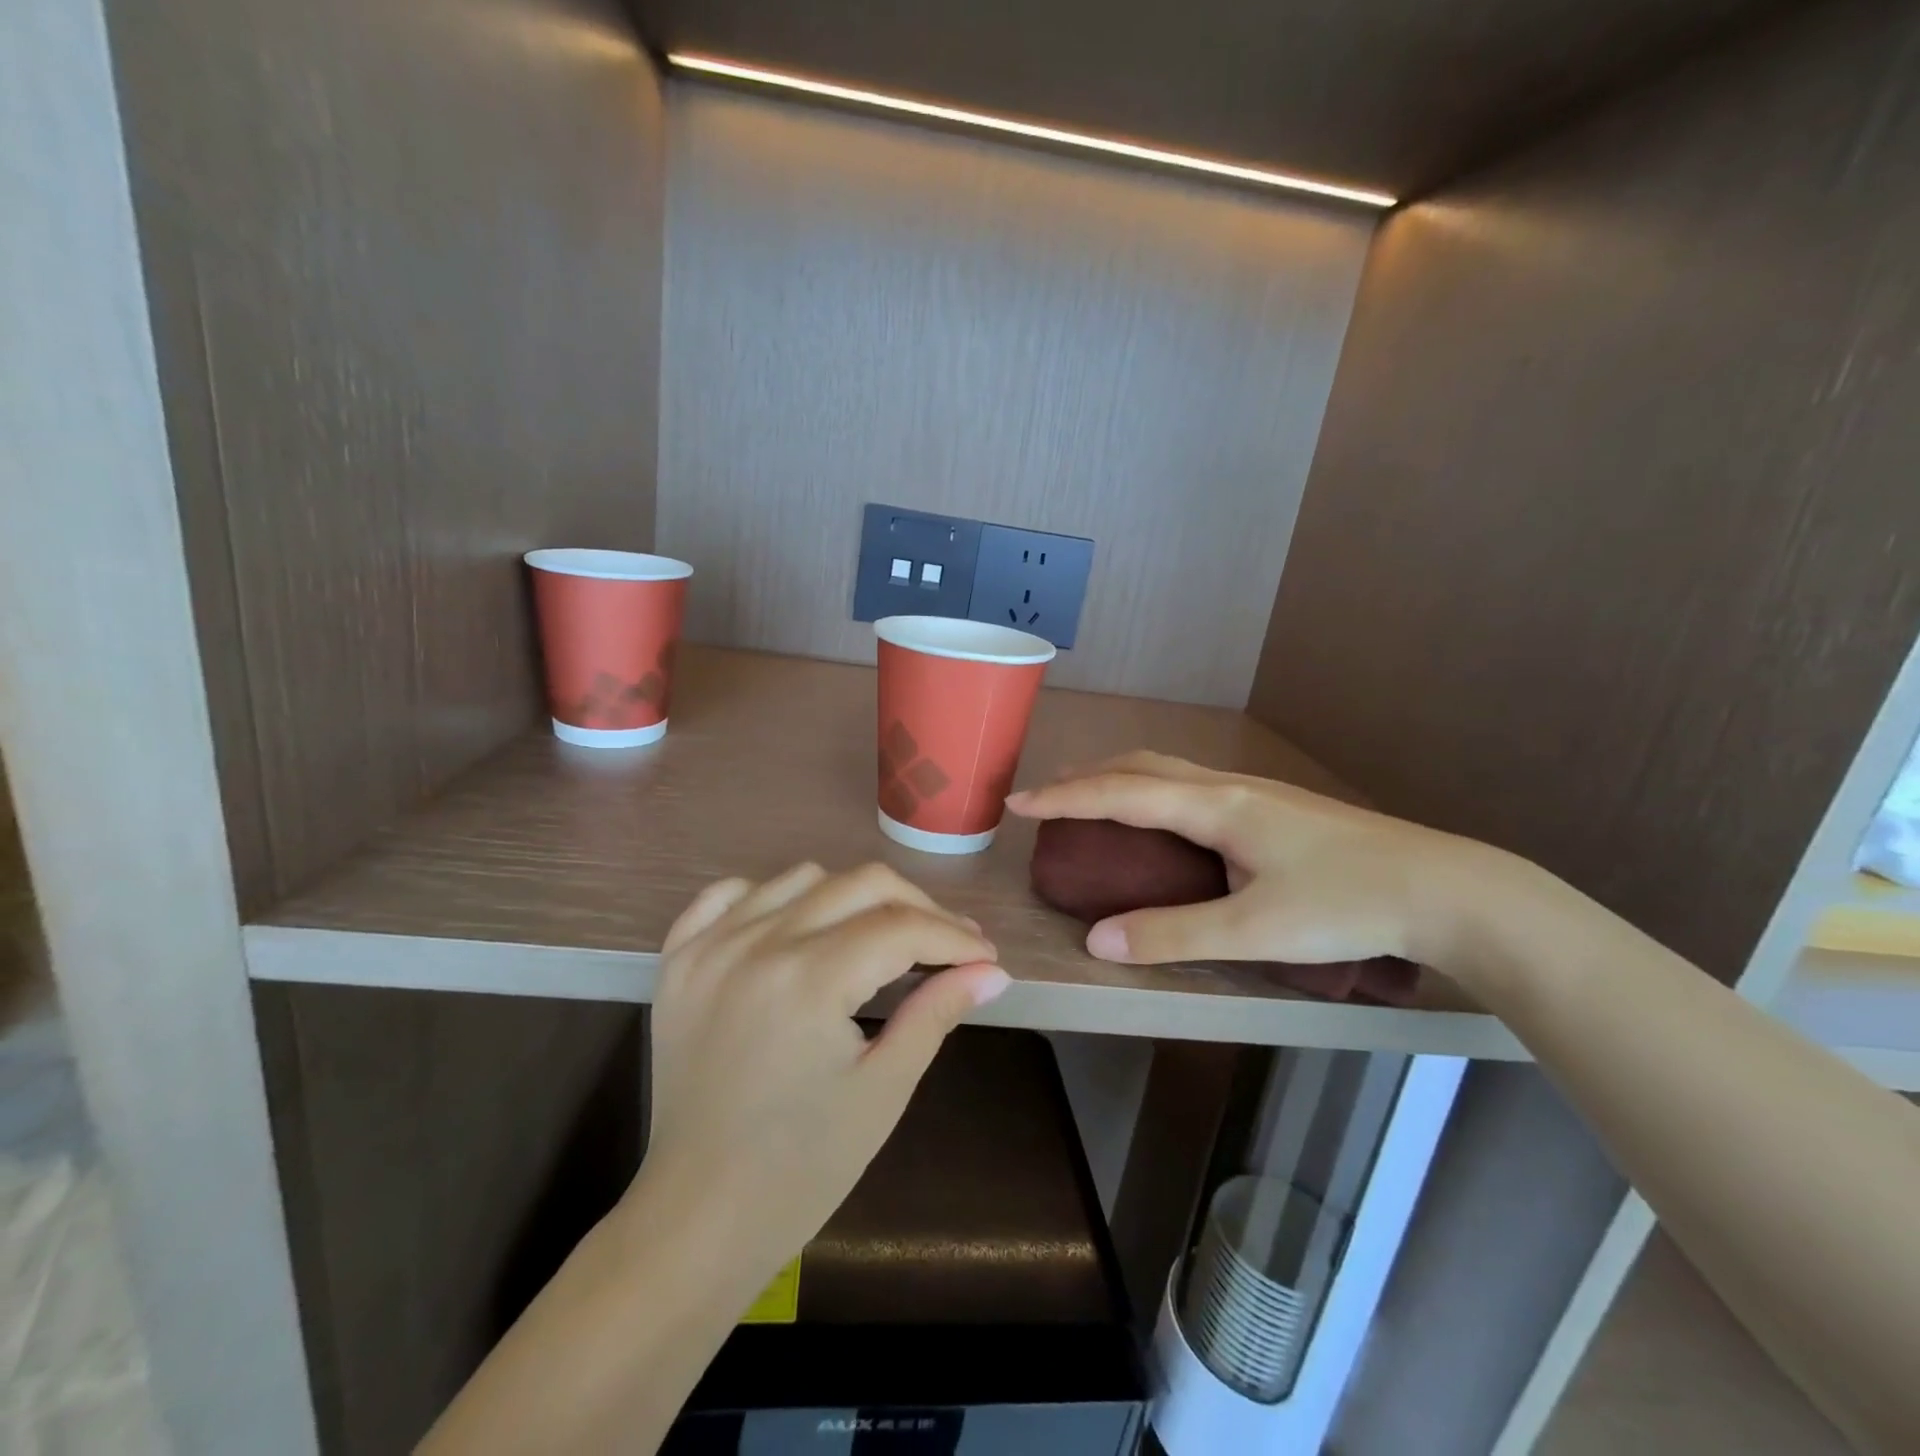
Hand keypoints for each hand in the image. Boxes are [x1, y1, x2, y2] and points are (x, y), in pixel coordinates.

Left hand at [635, 862, 1008, 1288]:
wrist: (699, 1215)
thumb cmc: (803, 1167)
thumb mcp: (884, 1089)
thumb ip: (937, 1012)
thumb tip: (992, 972)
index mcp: (809, 980)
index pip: (902, 927)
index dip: (954, 937)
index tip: (984, 956)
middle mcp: (758, 944)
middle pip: (861, 884)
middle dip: (918, 908)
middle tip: (948, 945)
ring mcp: (710, 946)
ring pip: (803, 878)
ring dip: (852, 897)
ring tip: (877, 937)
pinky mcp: (680, 958)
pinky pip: (730, 893)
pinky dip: (771, 897)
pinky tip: (795, 927)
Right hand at [1006, 751, 1509, 977]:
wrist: (1447, 889)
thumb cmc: (1348, 906)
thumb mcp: (1253, 930)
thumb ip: (1171, 934)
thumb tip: (1097, 941)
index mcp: (1217, 806)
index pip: (1121, 792)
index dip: (1064, 798)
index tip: (1016, 803)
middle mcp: (1229, 786)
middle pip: (1140, 765)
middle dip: (1086, 778)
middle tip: (1047, 801)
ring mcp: (1254, 791)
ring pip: (1168, 770)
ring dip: (1119, 779)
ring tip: (1091, 802)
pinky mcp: (1273, 807)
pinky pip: (1189, 784)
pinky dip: (1150, 790)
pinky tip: (1160, 820)